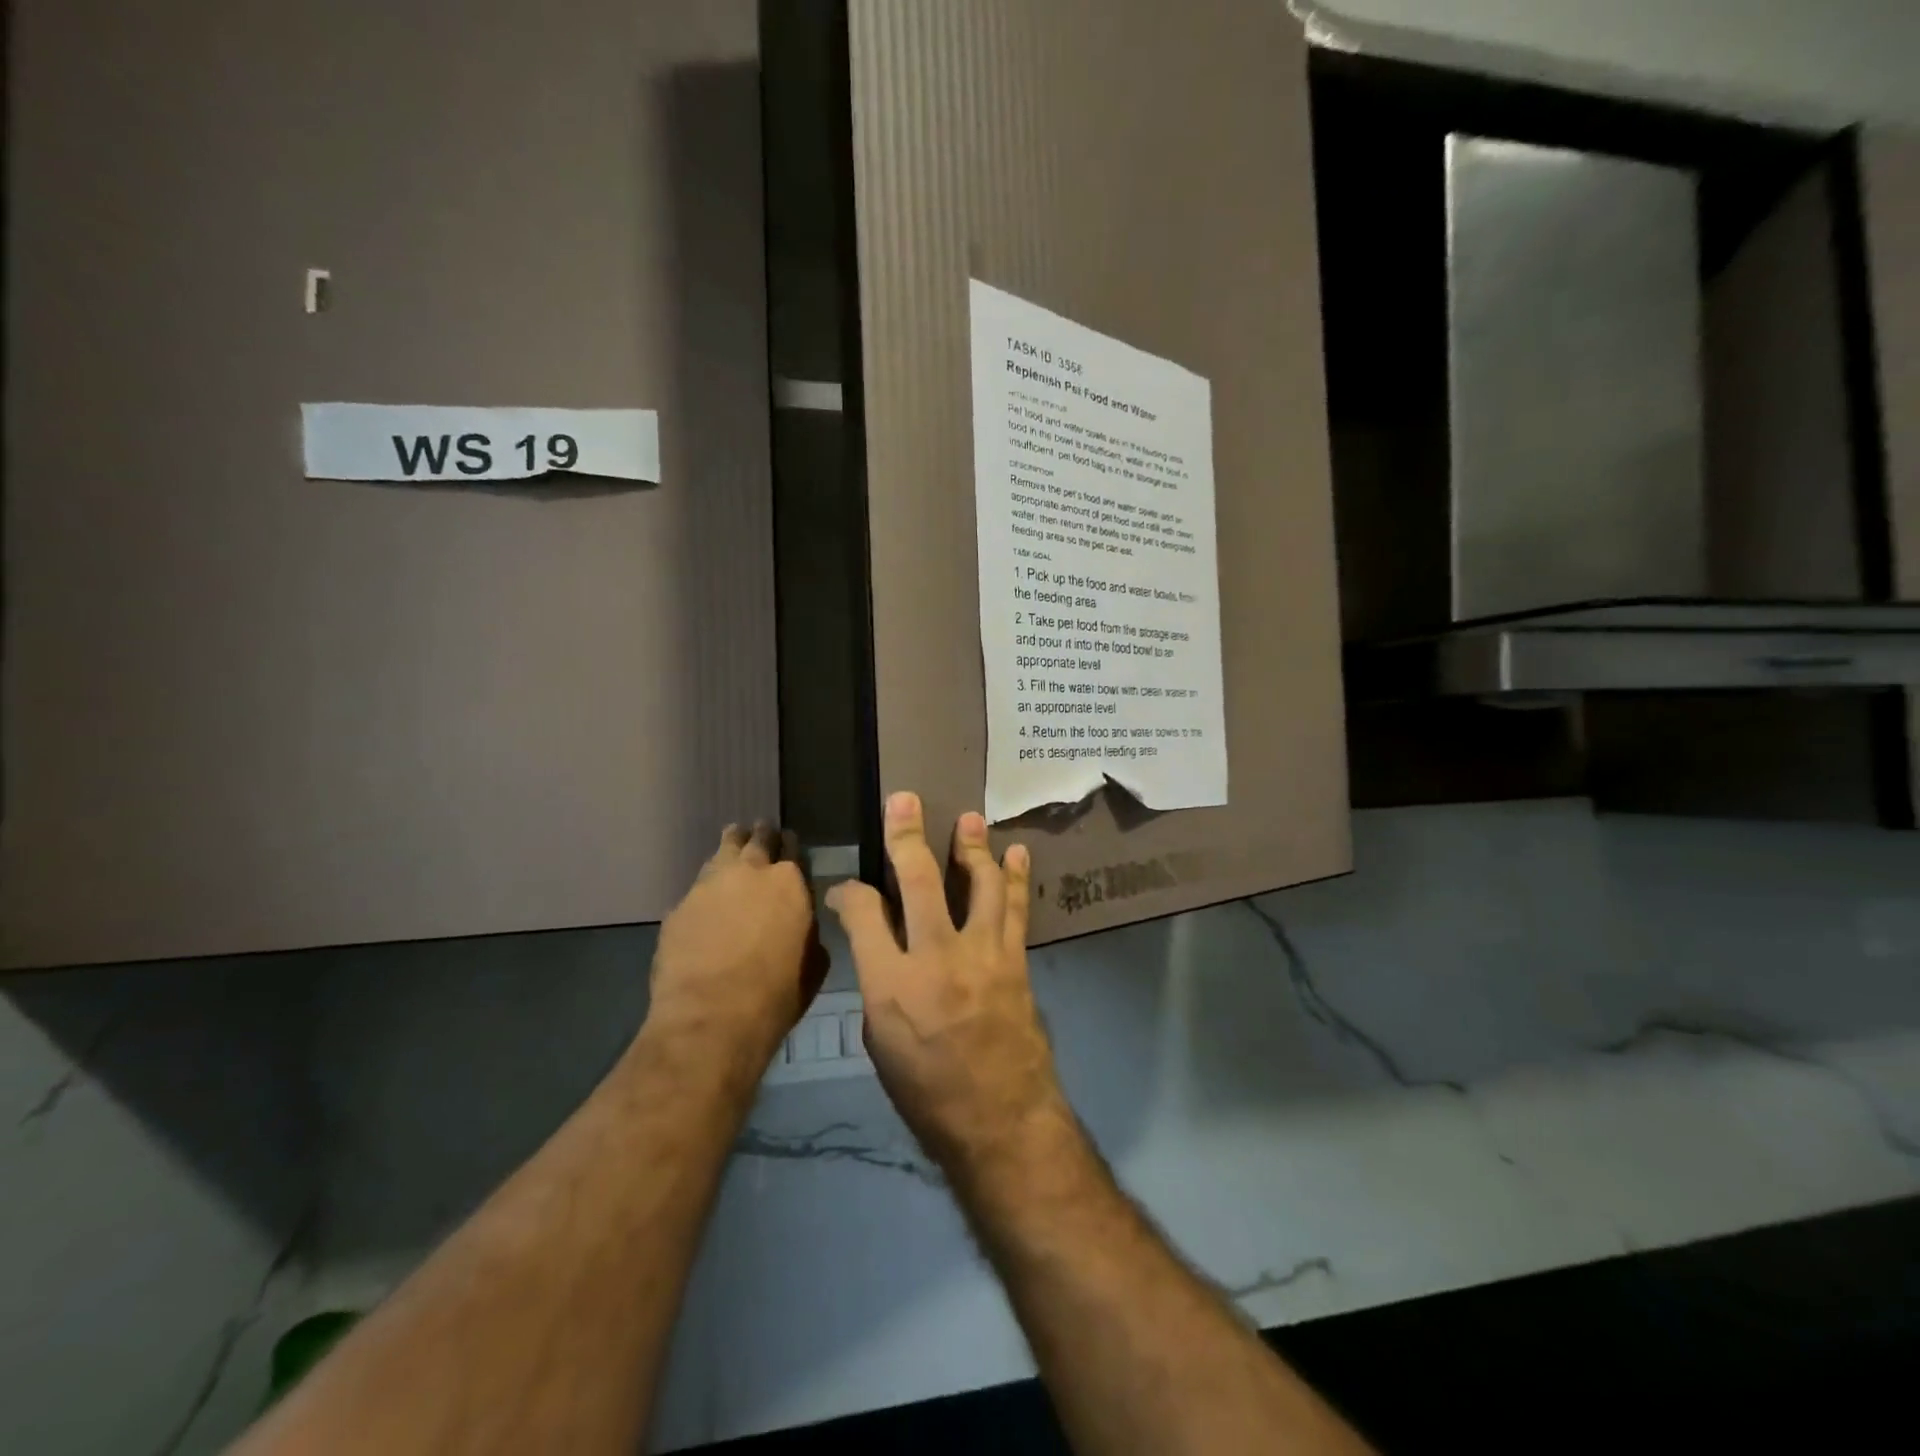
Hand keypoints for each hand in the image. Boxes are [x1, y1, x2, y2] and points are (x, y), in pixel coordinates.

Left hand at [647, 822, 826, 1071]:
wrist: (711, 1017)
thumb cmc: (776, 995)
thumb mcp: (813, 963)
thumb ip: (807, 931)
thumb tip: (800, 924)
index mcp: (790, 882)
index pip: (793, 848)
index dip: (791, 846)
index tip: (789, 845)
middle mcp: (750, 872)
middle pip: (756, 840)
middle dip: (760, 835)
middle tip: (760, 833)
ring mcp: (709, 885)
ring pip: (722, 852)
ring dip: (730, 849)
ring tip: (732, 846)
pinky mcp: (679, 907)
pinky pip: (697, 888)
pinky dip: (707, 889)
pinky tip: (708, 902)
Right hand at [827, 792, 1067, 1178]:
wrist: (1001, 1122)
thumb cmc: (928, 1093)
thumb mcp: (881, 1042)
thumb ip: (877, 981)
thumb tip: (878, 942)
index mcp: (890, 984)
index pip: (863, 914)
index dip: (850, 892)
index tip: (848, 887)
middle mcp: (936, 957)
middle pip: (919, 881)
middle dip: (907, 836)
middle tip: (905, 799)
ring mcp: (983, 955)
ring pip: (978, 884)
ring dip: (973, 847)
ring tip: (971, 819)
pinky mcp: (1015, 961)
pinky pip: (1015, 909)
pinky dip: (1016, 878)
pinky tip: (1017, 853)